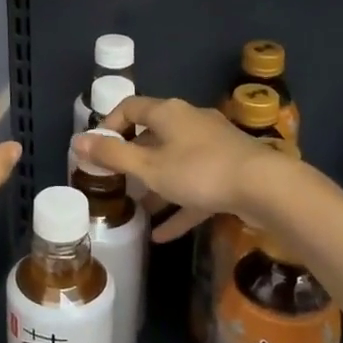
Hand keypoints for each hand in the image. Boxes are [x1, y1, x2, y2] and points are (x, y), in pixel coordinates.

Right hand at [73, 95, 291, 241]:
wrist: (266, 187)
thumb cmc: (199, 171)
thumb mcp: (149, 167)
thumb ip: (112, 155)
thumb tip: (76, 141)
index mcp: (168, 113)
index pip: (130, 107)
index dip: (109, 125)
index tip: (97, 150)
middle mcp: (189, 122)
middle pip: (153, 136)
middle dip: (132, 160)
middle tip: (114, 182)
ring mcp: (212, 146)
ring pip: (174, 163)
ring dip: (155, 186)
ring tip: (136, 210)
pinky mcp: (229, 171)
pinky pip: (196, 186)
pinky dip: (180, 206)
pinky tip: (163, 235)